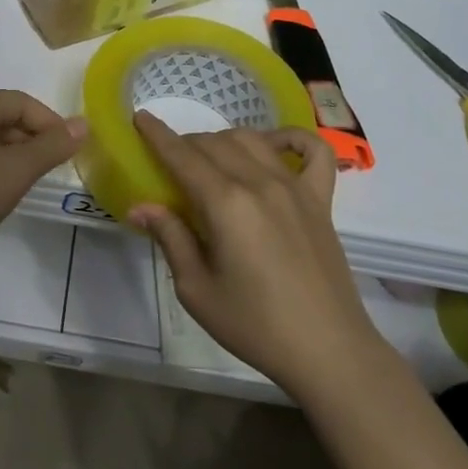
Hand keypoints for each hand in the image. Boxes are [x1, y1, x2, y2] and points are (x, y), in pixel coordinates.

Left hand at [0, 90, 84, 277]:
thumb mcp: (15, 172)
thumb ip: (51, 146)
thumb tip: (83, 123)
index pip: (21, 100)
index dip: (50, 121)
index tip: (68, 150)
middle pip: (4, 115)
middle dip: (34, 137)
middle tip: (52, 168)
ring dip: (15, 154)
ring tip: (28, 182)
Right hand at [129, 113, 388, 398]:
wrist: (327, 350)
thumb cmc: (255, 325)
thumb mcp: (197, 290)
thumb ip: (171, 238)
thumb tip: (141, 206)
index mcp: (225, 204)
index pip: (182, 156)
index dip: (157, 135)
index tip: (140, 118)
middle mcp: (259, 183)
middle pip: (214, 143)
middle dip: (186, 143)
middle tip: (171, 162)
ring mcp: (295, 187)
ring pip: (252, 139)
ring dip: (224, 140)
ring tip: (210, 159)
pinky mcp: (321, 199)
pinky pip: (314, 151)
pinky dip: (292, 138)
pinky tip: (274, 146)